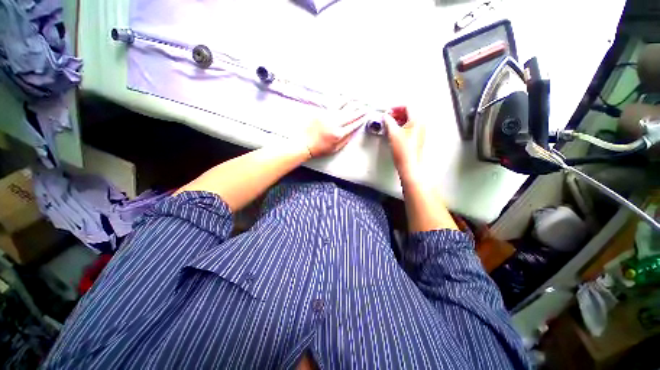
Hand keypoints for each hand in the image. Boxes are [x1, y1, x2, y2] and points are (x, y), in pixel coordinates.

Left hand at [303, 104, 364, 157]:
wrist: (304, 144)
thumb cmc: (319, 148)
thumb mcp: (335, 148)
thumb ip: (345, 140)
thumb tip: (353, 132)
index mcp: (338, 134)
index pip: (354, 125)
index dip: (361, 119)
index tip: (365, 116)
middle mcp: (334, 123)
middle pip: (350, 114)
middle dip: (359, 110)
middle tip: (364, 106)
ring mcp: (327, 116)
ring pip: (342, 106)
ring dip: (351, 102)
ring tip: (356, 100)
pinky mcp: (321, 112)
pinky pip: (332, 104)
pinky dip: (340, 100)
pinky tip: (344, 98)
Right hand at [383, 106, 424, 181]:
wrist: (409, 165)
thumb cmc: (403, 151)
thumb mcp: (393, 133)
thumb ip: (388, 121)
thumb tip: (385, 116)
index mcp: (417, 120)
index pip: (408, 106)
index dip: (396, 107)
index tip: (388, 111)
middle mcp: (421, 124)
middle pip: (409, 112)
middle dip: (397, 113)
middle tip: (388, 117)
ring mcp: (421, 131)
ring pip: (410, 120)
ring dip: (399, 120)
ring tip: (390, 125)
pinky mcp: (418, 138)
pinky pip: (410, 127)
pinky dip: (402, 126)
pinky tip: (395, 132)